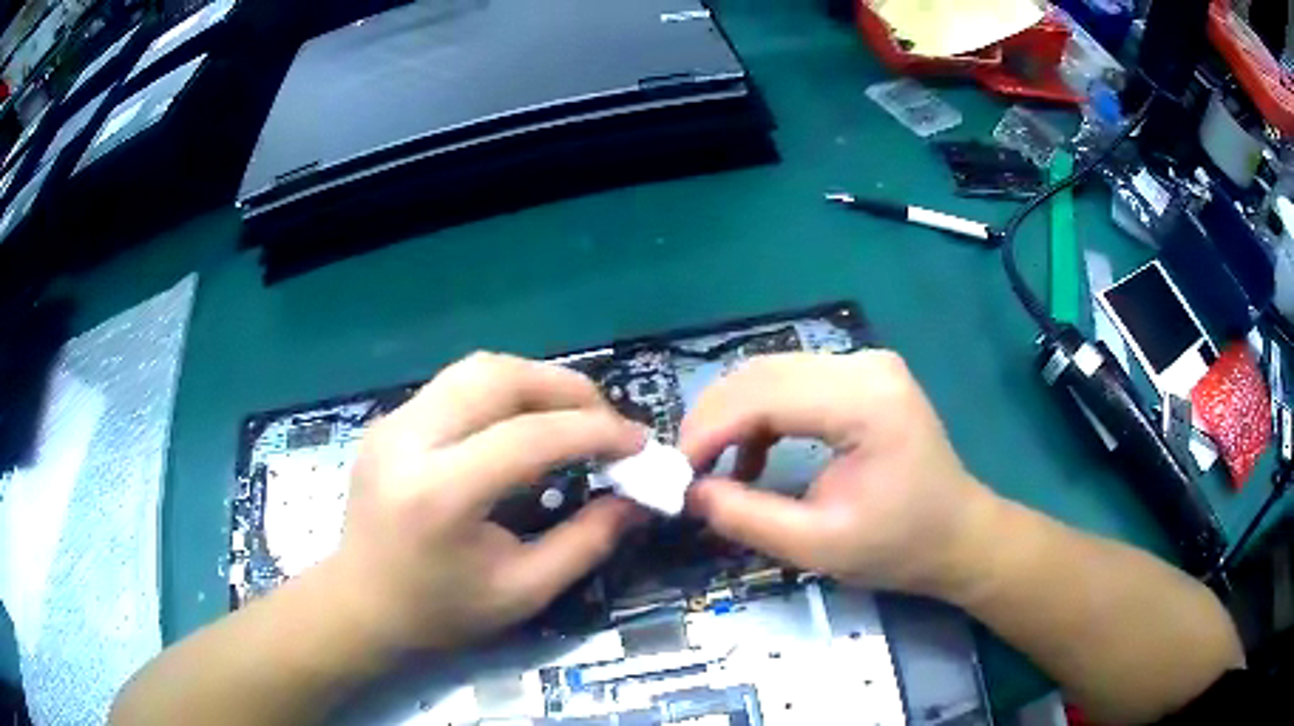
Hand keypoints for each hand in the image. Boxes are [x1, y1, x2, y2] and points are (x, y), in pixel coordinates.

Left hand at [328, 352, 645, 652]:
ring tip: (572, 415)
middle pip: (498, 376)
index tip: (637, 443)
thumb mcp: (524, 591)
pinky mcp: (390, 420)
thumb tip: (637, 500)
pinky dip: (504, 392)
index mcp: (440, 494)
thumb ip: (587, 542)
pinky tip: (523, 423)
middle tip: (606, 420)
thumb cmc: (440, 610)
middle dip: (566, 388)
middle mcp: (409, 440)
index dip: (594, 432)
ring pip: (476, 368)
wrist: (361, 603)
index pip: (529, 436)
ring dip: (535, 382)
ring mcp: (393, 422)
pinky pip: (457, 384)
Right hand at [680, 351, 999, 596]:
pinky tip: (755, 455)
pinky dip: (761, 414)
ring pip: (771, 373)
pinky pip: (793, 382)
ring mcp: (866, 364)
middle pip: (763, 373)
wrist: (958, 535)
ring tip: (716, 466)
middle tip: (687, 469)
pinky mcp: (862, 376)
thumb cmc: (899, 546)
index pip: (764, 394)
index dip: (710, 429)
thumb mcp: (818, 545)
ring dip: (733, 416)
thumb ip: (747, 517)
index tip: (677, 471)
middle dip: (713, 419)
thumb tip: (689, 492)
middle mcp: (864, 365)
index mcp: (865, 401)